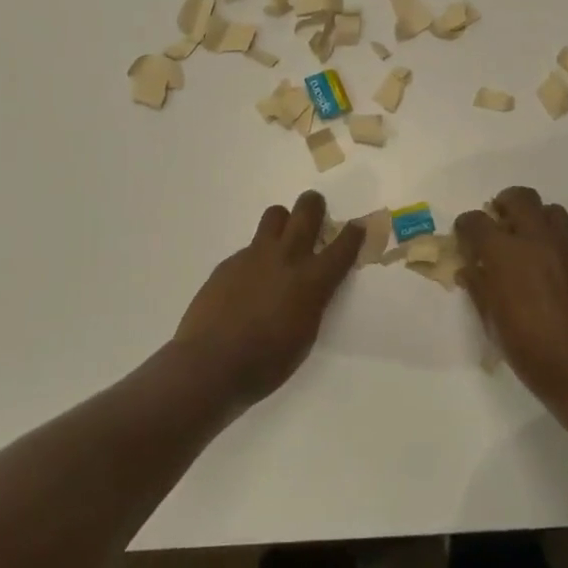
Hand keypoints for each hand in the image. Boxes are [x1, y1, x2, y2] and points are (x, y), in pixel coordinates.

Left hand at [168, 192, 364, 406]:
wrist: (210, 362)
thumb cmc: (266, 363)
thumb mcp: (305, 336)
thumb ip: (312, 303)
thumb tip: (310, 288)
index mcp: (312, 281)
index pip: (341, 248)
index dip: (353, 234)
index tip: (357, 225)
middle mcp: (286, 258)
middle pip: (306, 211)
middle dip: (314, 205)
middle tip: (316, 210)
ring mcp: (255, 256)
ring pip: (275, 215)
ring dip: (284, 221)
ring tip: (281, 240)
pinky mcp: (229, 262)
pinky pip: (250, 246)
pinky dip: (257, 256)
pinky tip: (249, 282)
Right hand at [454, 187, 567, 408]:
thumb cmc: (531, 351)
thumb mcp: (492, 322)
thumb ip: (479, 287)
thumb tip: (470, 269)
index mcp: (505, 254)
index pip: (476, 221)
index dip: (465, 227)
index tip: (464, 239)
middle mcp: (537, 241)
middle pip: (520, 198)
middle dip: (504, 205)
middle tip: (499, 226)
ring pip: (551, 211)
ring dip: (535, 219)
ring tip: (528, 244)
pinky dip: (555, 246)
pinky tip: (552, 274)